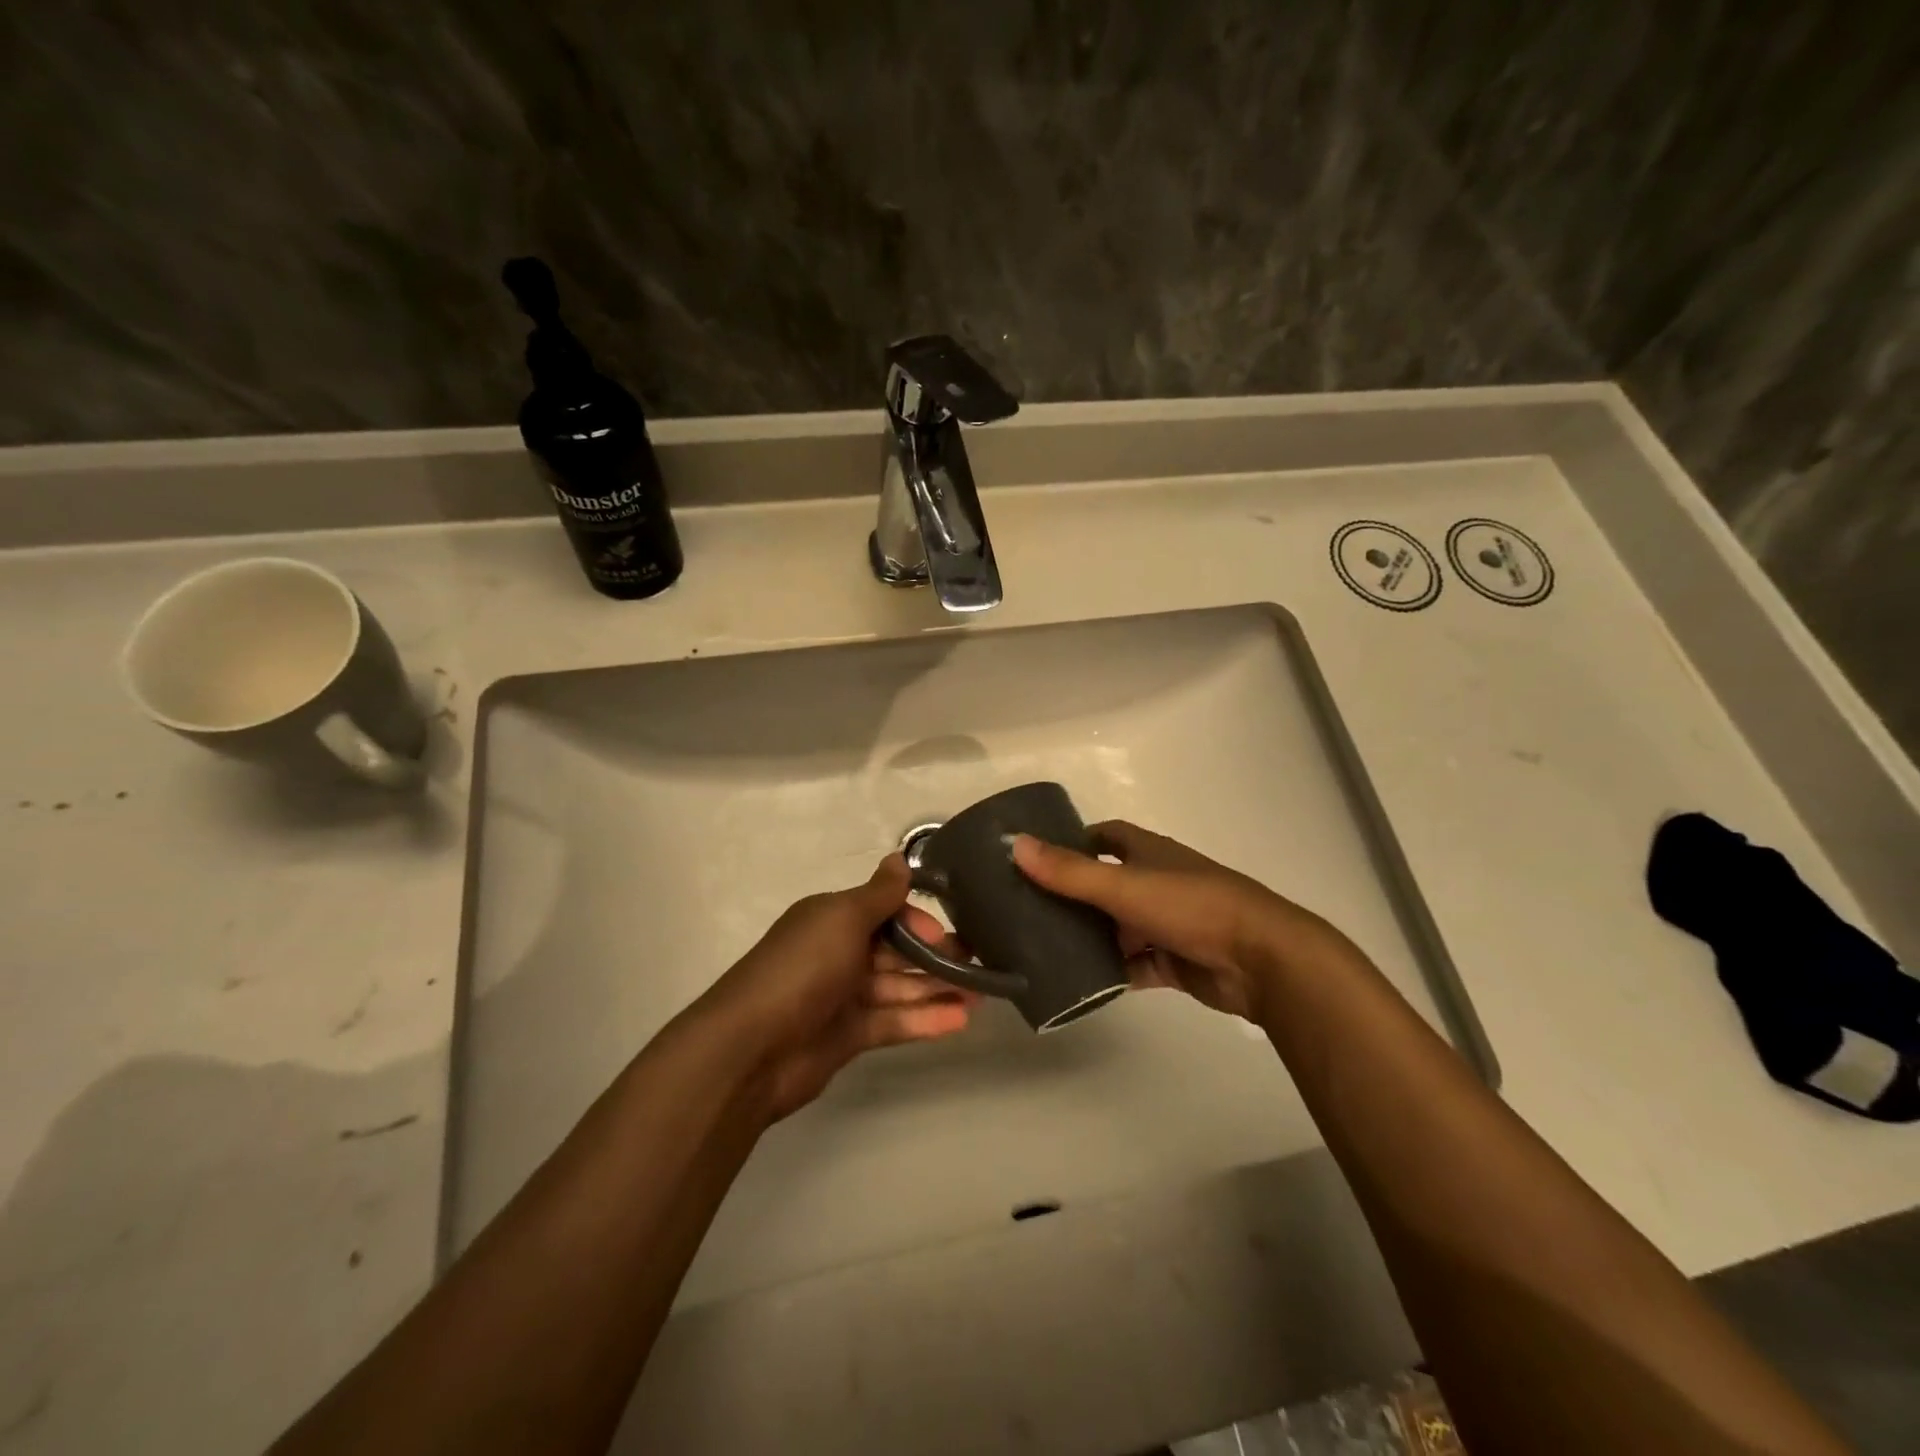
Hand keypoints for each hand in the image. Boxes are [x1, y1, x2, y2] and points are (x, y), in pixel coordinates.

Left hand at [693, 854, 975, 1121]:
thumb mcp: (843, 919)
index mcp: (832, 919)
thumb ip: (879, 894)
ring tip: (983, 994)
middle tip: (980, 962)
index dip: (917, 919)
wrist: (752, 1049)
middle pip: (896, 950)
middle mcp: (838, 953)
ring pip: (900, 987)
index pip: (884, 911)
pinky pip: (893, 1021)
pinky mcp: (849, 1035)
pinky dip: (924, 1020)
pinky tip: (960, 1020)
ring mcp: (843, 996)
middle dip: (937, 955)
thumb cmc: (802, 969)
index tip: (947, 932)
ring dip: (938, 988)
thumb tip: (900, 857)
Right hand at [1011, 820, 1346, 1022]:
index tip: (1035, 858)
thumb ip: (1069, 871)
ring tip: (1041, 947)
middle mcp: (1156, 882)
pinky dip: (1110, 970)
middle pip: (1105, 884)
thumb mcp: (1124, 885)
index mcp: (1148, 853)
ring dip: (1088, 936)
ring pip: (1117, 927)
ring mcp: (1166, 924)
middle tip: (1026, 910)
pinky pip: (1133, 963)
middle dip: (1072, 895)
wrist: (1260, 960)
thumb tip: (1014, 843)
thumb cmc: (1191, 906)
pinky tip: (1078, 980)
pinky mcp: (1174, 962)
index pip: (1105, 837)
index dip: (1073, 842)